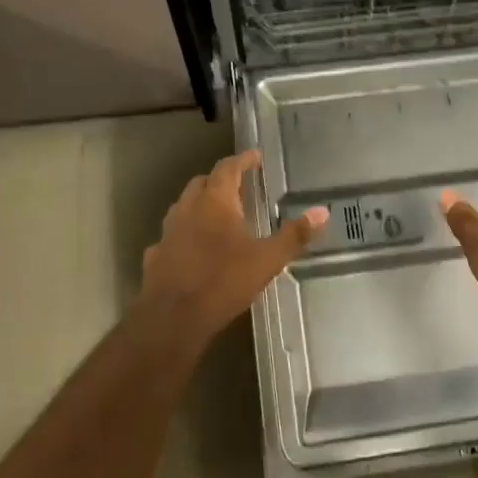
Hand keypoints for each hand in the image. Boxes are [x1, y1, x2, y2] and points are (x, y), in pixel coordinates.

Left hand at [139, 150, 325, 343]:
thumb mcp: (267, 260)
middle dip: (219, 180)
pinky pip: (172, 236)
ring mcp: (167, 233)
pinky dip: (185, 234)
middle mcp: (187, 210)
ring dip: (200, 205)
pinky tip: (193, 249)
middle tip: (238, 186)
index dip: (242, 160)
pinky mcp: (155, 257)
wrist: (172, 319)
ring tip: (218, 215)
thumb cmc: (222, 282)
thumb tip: (322, 212)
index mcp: (214, 203)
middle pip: (201, 183)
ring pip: (183, 207)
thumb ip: (294, 236)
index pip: (227, 169)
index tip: (254, 157)